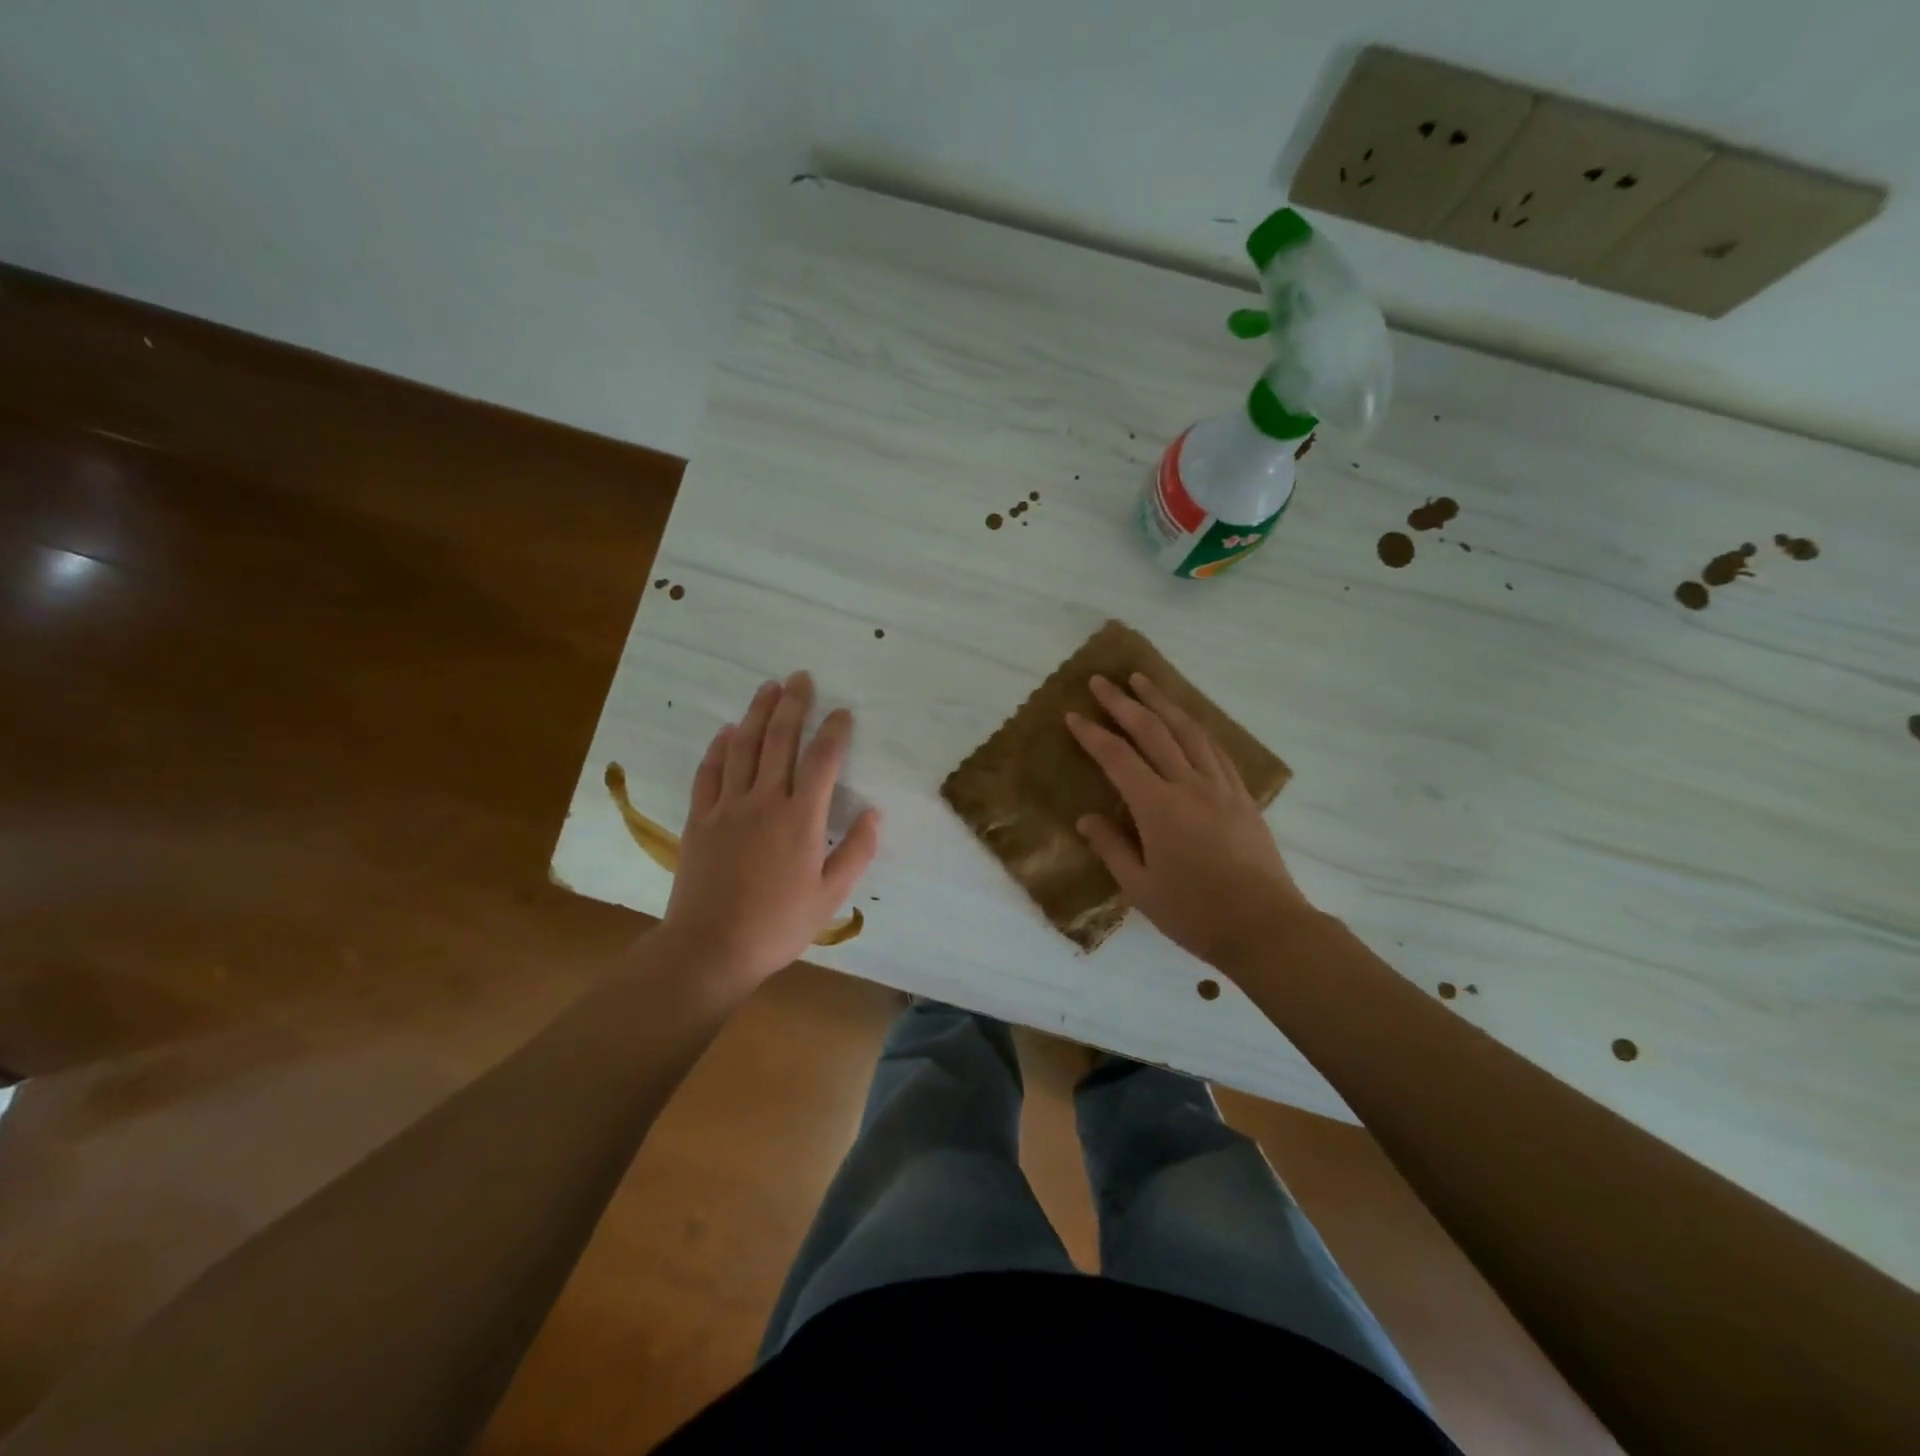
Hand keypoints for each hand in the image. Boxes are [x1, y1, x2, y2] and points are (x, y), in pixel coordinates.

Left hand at [661, 671, 878, 990]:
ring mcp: (727, 807)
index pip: (822, 761)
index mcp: (801, 819)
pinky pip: (709, 772)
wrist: (710, 948)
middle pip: (780, 740)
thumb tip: (875, 813)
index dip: (834, 731)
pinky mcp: (699, 819)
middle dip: (793, 705)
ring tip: (767, 688)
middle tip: (800, 677)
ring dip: (757, 714)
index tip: (842, 712)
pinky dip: (719, 748)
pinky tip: (727, 731)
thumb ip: (856, 852)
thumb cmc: (778, 925)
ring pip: (743, 748)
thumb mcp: (831, 896)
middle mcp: (764, 801)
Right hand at [1067, 673, 1309, 968]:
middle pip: (1153, 731)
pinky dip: (1195, 728)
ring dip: (1162, 702)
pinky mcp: (1242, 796)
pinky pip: (1216, 749)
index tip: (1073, 716)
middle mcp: (1189, 785)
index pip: (1118, 758)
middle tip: (1101, 681)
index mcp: (1158, 808)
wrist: (1264, 927)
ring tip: (1143, 681)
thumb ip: (1111, 847)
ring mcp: (1220, 787)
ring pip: (1188, 731)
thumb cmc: (1195, 913)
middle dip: (1124, 703)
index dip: (1093, 734)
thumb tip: (1086, 818)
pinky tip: (1187, 722)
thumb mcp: (1140, 888)